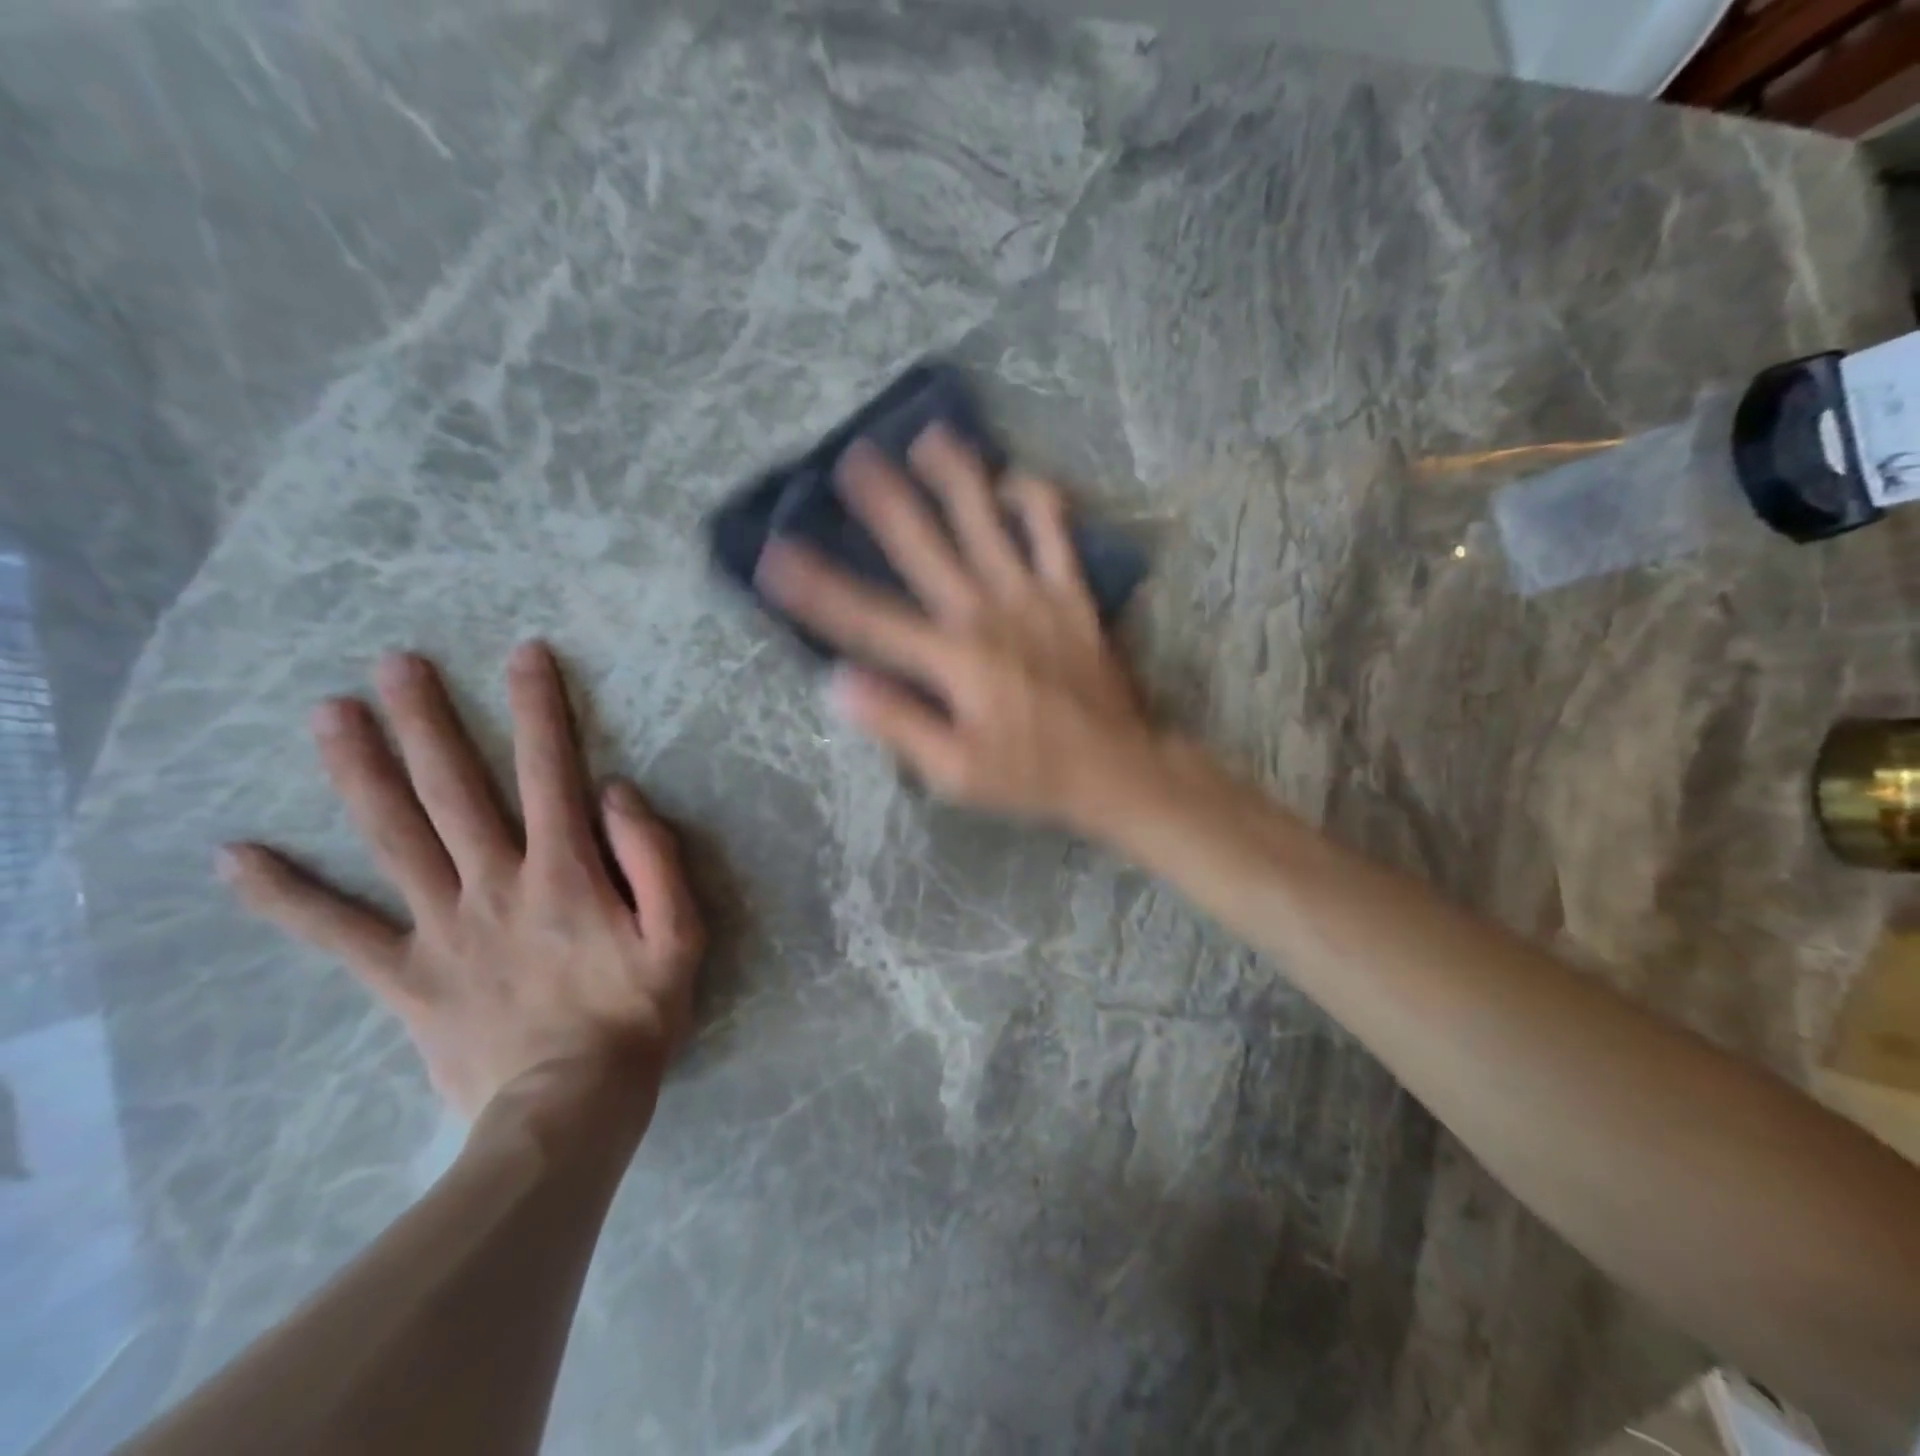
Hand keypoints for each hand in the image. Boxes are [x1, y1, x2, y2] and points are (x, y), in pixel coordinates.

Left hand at [218, 642, 704, 1119]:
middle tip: (395, 665)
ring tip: (328, 716)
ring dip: (360, 772)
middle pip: (453, 791)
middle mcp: (494, 884)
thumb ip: (654, 858)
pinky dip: (285, 895)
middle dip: (428, 721)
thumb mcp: (680, 934)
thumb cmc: (636, 1015)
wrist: (570, 1108)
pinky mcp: (406, 976)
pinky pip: (337, 932)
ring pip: (392, 838)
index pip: (552, 772)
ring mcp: (441, 928)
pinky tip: (237, 857)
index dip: (541, 709)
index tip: (525, 655)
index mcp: (564, 873)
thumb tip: (616, 792)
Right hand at [756, 426, 1160, 831]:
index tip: (776, 555)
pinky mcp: (1072, 592)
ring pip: (988, 519)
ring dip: (957, 476)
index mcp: (952, 659)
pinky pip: (1056, 531)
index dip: (818, 588)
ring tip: (930, 435)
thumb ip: (898, 724)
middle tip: (852, 458)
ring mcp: (1033, 594)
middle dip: (884, 501)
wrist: (1117, 766)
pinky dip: (1036, 499)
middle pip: (924, 545)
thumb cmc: (1030, 774)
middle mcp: (986, 613)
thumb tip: (839, 682)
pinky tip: (1014, 480)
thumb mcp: (955, 771)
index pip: (868, 618)